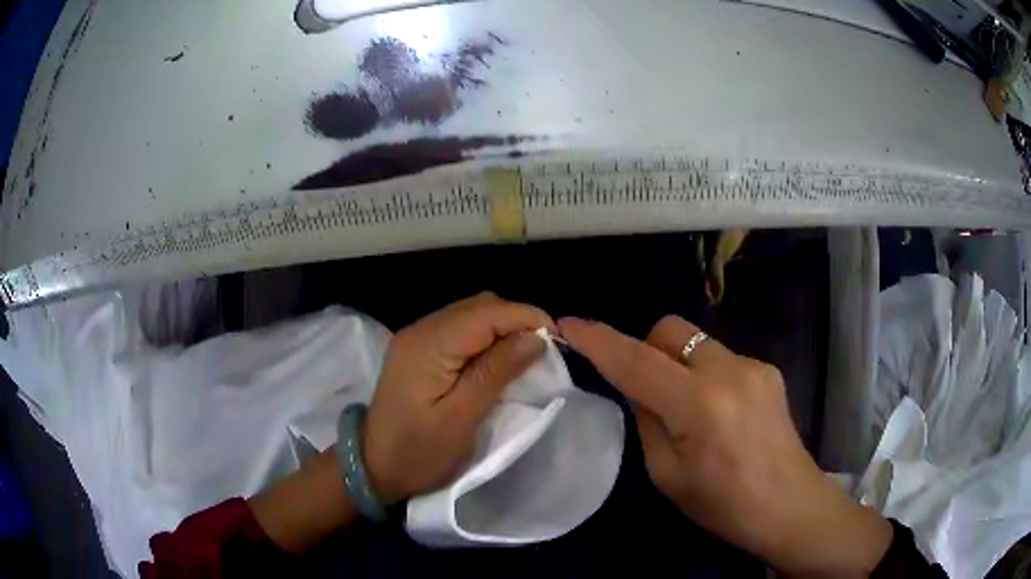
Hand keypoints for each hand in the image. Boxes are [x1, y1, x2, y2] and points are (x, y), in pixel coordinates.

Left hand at [363, 292, 554, 502]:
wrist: (374, 468)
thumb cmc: (419, 452)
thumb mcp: (461, 418)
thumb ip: (496, 372)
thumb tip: (535, 336)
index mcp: (428, 345)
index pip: (486, 312)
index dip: (526, 317)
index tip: (559, 339)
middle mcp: (421, 330)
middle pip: (479, 306)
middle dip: (517, 321)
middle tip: (544, 351)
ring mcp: (417, 338)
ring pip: (470, 314)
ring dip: (502, 328)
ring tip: (526, 355)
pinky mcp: (418, 350)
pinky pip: (459, 330)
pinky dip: (485, 338)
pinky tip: (498, 359)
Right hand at [559, 315, 891, 576]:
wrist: (789, 506)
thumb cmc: (723, 504)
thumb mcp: (667, 475)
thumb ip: (647, 420)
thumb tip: (636, 385)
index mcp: (699, 404)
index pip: (635, 361)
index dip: (598, 340)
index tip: (569, 324)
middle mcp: (728, 370)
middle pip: (670, 329)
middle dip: (646, 348)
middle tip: (645, 390)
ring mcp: (754, 365)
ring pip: (696, 341)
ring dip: (678, 364)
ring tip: (688, 409)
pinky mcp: (768, 369)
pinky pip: (721, 358)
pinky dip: (705, 374)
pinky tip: (719, 412)